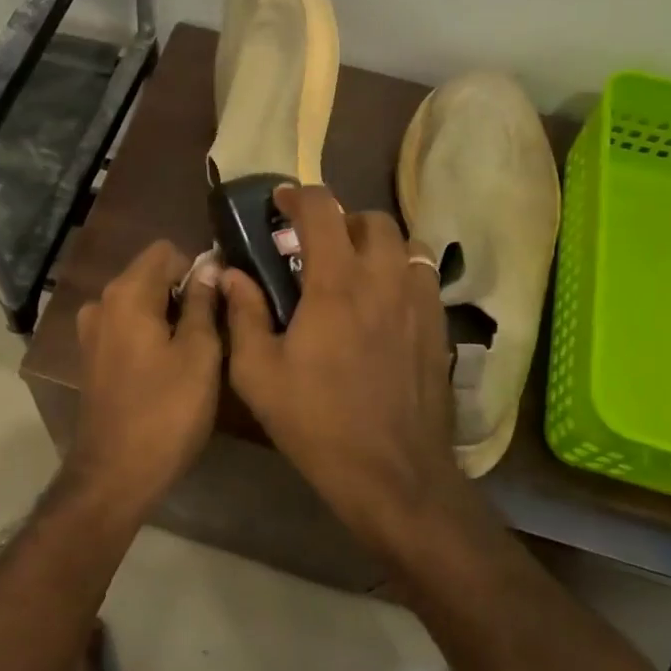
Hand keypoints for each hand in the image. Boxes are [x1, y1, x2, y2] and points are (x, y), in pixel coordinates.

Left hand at [68, 240, 222, 515]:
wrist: (116, 473)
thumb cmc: (166, 412)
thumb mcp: (199, 354)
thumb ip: (203, 303)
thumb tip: (209, 266)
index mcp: (127, 293)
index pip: (166, 251)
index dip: (197, 268)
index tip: (219, 302)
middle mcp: (102, 303)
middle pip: (151, 275)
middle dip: (184, 293)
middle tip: (215, 330)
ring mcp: (92, 331)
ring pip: (140, 303)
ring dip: (169, 317)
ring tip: (196, 352)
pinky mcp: (92, 357)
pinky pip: (127, 328)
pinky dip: (150, 335)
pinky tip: (168, 368)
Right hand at [221, 186, 468, 551]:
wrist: (393, 473)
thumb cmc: (317, 422)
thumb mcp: (258, 374)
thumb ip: (243, 315)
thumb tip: (232, 275)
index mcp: (336, 283)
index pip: (322, 210)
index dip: (297, 197)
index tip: (279, 204)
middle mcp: (384, 279)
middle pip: (371, 219)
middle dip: (340, 220)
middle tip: (315, 246)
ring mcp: (418, 302)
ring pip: (404, 244)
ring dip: (375, 244)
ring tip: (353, 269)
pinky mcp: (439, 327)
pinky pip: (422, 277)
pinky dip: (399, 272)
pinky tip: (381, 304)